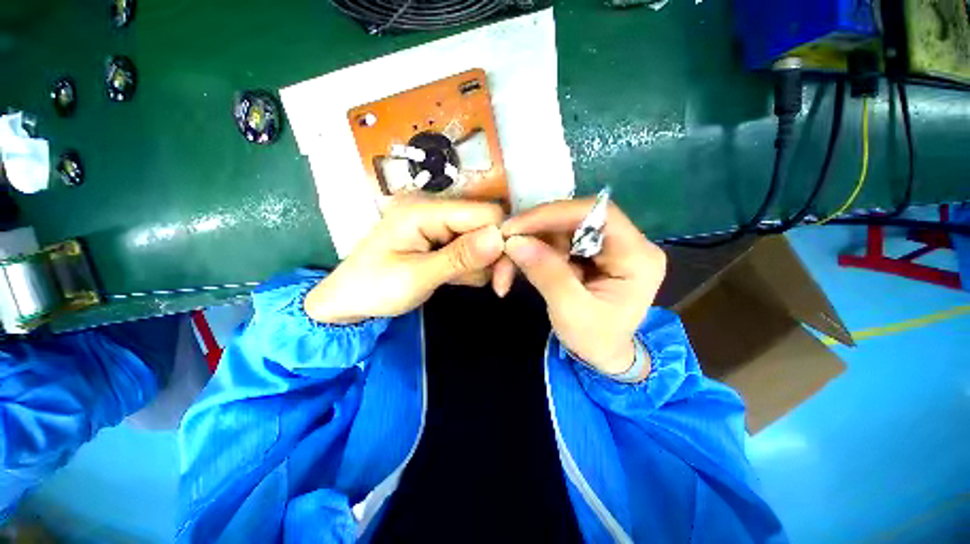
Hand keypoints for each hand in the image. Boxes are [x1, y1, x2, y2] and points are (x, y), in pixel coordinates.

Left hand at [305, 199, 504, 323]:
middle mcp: (435, 210)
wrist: (347, 300)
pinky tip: (452, 279)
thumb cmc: (374, 288)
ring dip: (479, 266)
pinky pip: (469, 250)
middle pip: (486, 226)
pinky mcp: (440, 239)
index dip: (501, 240)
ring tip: (454, 282)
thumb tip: (500, 238)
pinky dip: (469, 268)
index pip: (485, 213)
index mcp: (425, 210)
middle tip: (496, 288)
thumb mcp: (417, 277)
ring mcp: (438, 224)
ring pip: (481, 241)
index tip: (503, 275)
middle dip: (492, 258)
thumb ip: (460, 257)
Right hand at [494, 199, 665, 376]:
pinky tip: (517, 269)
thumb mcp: (570, 312)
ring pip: (558, 230)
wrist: (602, 355)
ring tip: (505, 271)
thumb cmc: (595, 340)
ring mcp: (605, 245)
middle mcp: (625, 242)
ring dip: (528, 246)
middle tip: (504, 248)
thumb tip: (514, 241)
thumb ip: (546, 274)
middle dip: (534, 234)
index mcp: (637, 256)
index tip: (517, 226)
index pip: (598, 214)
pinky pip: (555, 241)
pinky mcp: (587, 252)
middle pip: (574, 219)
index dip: (555, 213)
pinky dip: (531, 253)